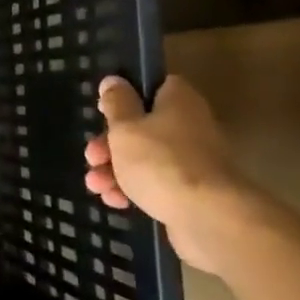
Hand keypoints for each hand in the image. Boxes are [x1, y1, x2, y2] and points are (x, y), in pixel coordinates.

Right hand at [83, 75, 247, 273]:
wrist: (207, 218)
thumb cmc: (160, 162)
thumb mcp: (126, 127)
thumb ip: (116, 102)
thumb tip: (113, 80)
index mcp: (178, 101)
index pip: (152, 86)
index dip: (124, 96)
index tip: (101, 110)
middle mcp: (189, 126)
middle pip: (142, 126)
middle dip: (109, 143)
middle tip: (92, 157)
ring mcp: (192, 161)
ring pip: (144, 158)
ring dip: (115, 170)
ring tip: (96, 186)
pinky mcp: (190, 191)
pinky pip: (155, 183)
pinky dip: (133, 189)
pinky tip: (115, 201)